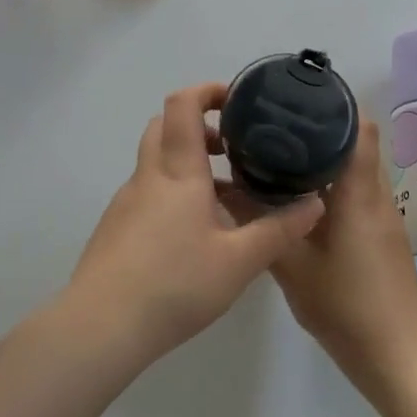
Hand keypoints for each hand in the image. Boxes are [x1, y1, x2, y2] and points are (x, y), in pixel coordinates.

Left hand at [64, 83, 324, 370]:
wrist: (101, 325)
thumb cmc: (175, 283)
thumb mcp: (239, 261)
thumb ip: (278, 230)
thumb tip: (314, 203)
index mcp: (177, 171)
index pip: (182, 105)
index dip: (206, 91)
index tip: (236, 101)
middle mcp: (148, 176)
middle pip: (164, 127)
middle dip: (198, 126)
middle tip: (232, 149)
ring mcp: (126, 201)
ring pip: (156, 162)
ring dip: (187, 163)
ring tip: (224, 198)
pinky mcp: (116, 227)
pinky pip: (148, 192)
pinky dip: (172, 192)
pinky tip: (194, 234)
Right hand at [269, 119, 416, 394]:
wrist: (397, 357)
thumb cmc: (346, 306)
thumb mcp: (292, 266)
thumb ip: (260, 225)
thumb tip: (227, 189)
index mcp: (359, 193)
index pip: (360, 128)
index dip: (336, 105)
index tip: (299, 98)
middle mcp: (376, 195)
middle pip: (357, 142)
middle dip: (321, 128)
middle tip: (277, 125)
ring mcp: (383, 216)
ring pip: (356, 168)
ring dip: (326, 157)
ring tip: (282, 153)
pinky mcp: (381, 234)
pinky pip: (357, 192)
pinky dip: (332, 183)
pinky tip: (300, 197)